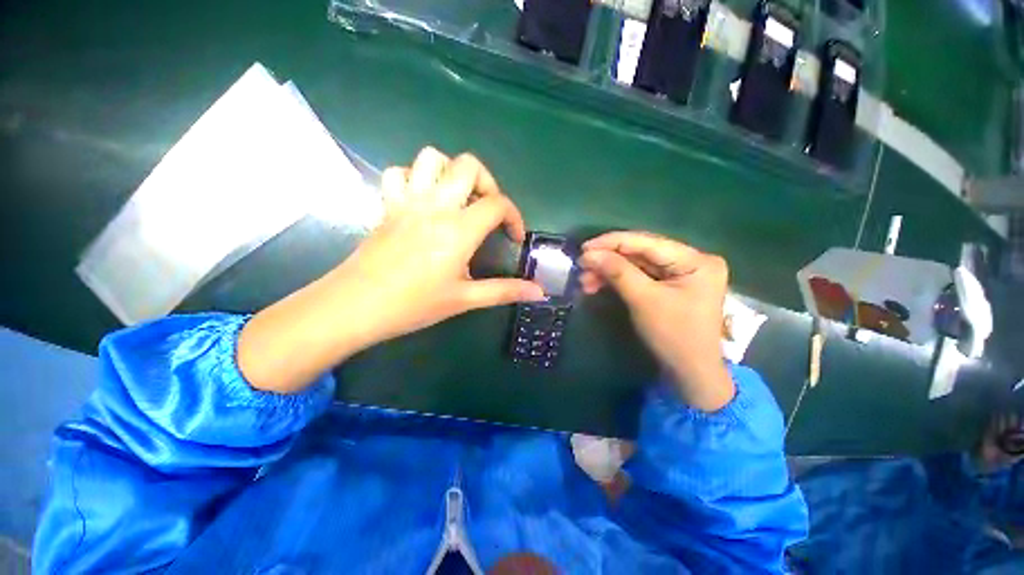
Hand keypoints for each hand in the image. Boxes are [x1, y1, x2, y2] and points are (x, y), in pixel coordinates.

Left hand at [338, 147, 543, 341]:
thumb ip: (505, 291)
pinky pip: (399, 173)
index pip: (497, 204)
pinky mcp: (387, 205)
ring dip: (451, 172)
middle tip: (487, 210)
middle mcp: (435, 205)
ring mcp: (407, 201)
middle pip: (468, 165)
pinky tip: (422, 201)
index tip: (513, 237)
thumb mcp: (465, 299)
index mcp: (458, 229)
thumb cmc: (414, 304)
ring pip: (431, 158)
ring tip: (457, 199)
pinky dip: (415, 178)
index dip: (514, 216)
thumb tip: (539, 292)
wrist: (356, 306)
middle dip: (487, 182)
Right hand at [579, 232, 733, 411]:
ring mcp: (679, 274)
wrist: (689, 374)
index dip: (613, 243)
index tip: (584, 248)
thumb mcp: (644, 300)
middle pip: (641, 252)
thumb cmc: (674, 336)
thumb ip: (617, 272)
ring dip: (608, 271)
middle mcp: (690, 261)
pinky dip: (616, 280)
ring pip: (635, 265)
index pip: (647, 242)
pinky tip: (597, 284)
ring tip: (585, 280)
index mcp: (696, 260)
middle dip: (608, 259)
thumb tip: (589, 253)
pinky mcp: (667, 286)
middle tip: (581, 266)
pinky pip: (638, 277)